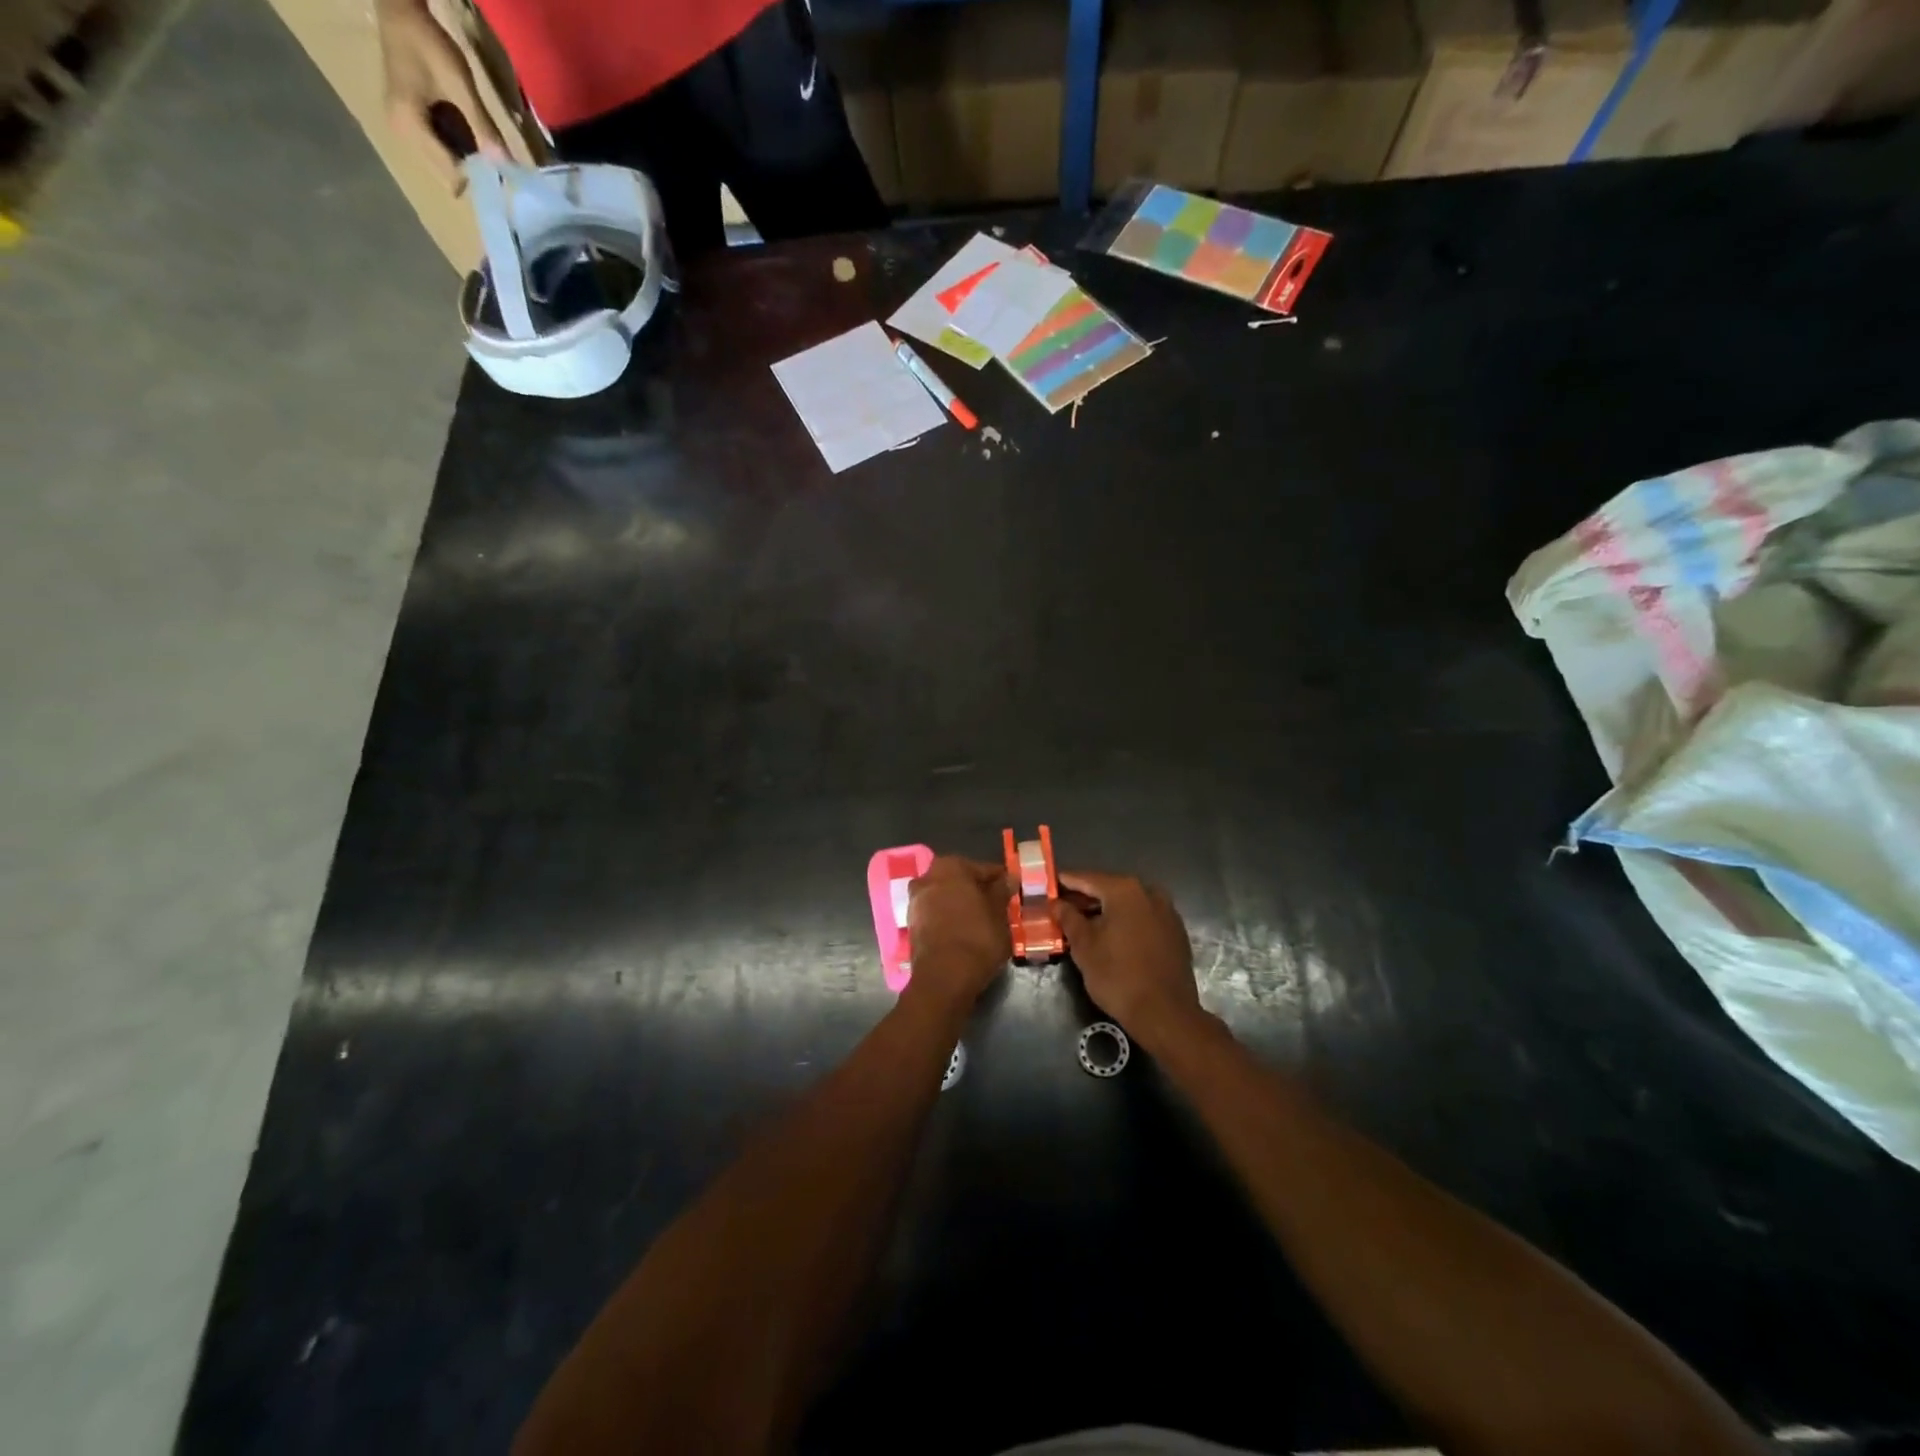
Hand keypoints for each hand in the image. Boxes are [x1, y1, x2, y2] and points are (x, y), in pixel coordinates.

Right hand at [376, 0, 506, 190]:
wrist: (399, 10)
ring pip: (444, 166)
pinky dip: (457, 150)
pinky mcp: (408, 124)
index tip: (500, 171)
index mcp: (410, 126)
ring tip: (484, 146)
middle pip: (447, 175)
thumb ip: (483, 128)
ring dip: (466, 162)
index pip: (451, 175)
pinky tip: (470, 137)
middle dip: (473, 173)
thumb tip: (506, 165)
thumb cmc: (427, 43)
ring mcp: (403, 130)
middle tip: (494, 157)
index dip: (479, 178)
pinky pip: (439, 150)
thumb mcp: (460, 86)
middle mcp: (402, 135)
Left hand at [906, 857, 1010, 1008]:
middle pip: (961, 881)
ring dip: (962, 905)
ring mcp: (916, 900)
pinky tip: (964, 932)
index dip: (1001, 881)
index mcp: (951, 866)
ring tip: (983, 922)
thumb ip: (1001, 891)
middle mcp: (928, 877)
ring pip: (947, 897)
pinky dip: (949, 919)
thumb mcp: (999, 913)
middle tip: (999, 908)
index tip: (1013, 893)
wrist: (943, 978)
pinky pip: (937, 914)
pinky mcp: (911, 923)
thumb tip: (1007, 878)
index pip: (984, 869)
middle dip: (978, 892)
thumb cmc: (977, 938)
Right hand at [1055, 871, 1199, 1039]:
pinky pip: (1143, 917)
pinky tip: (1111, 936)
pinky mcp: (1175, 931)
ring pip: (1127, 903)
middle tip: (1061, 907)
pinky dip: (1125, 921)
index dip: (1064, 882)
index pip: (1086, 878)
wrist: (1165, 1014)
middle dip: (1085, 897)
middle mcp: (1148, 892)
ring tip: (1083, 923)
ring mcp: (1166, 911)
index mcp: (1124, 890)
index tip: (1047, 886)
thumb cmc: (1117, 976)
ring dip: (1105, 910)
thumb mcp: (1084, 946)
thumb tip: (1057, 903)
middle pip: (1108, 888)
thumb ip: (1068, 918)